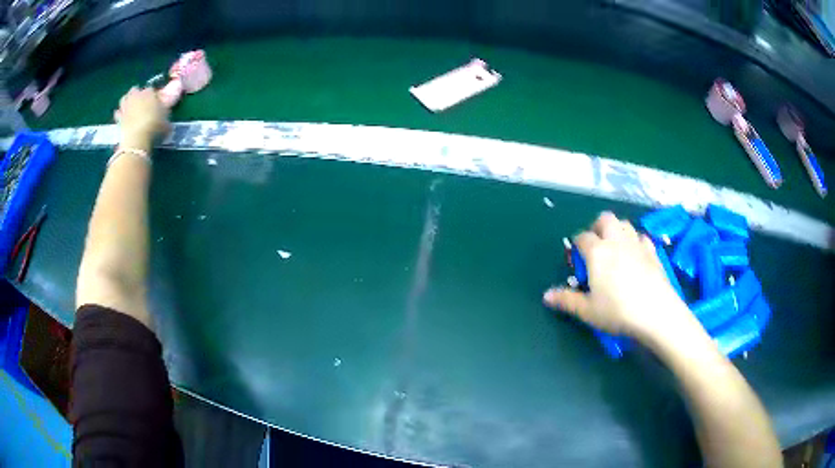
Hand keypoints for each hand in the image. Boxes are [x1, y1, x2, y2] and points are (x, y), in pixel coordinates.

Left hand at [114, 87, 169, 150]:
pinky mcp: (118, 118)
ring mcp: (126, 106)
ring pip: (124, 99)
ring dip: (127, 102)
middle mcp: (136, 95)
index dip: (153, 95)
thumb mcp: (166, 119)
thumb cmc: (154, 127)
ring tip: (131, 108)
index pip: (151, 89)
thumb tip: (165, 112)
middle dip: (137, 95)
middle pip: (135, 90)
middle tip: (141, 103)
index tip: (155, 102)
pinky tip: (123, 119)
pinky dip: (120, 114)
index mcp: (149, 92)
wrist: (137, 140)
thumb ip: (165, 112)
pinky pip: (118, 113)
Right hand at [544, 212, 698, 341]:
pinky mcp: (653, 252)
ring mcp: (637, 244)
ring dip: (617, 230)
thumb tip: (546, 296)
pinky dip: (636, 241)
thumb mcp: (588, 310)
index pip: (582, 237)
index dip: (577, 245)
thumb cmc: (617, 311)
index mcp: (597, 252)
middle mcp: (616, 241)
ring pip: (625, 224)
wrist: (656, 312)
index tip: (577, 258)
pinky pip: (642, 237)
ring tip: (615, 249)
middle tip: (596, 246)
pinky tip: (636, 256)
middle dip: (598, 227)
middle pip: (605, 219)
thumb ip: (567, 300)